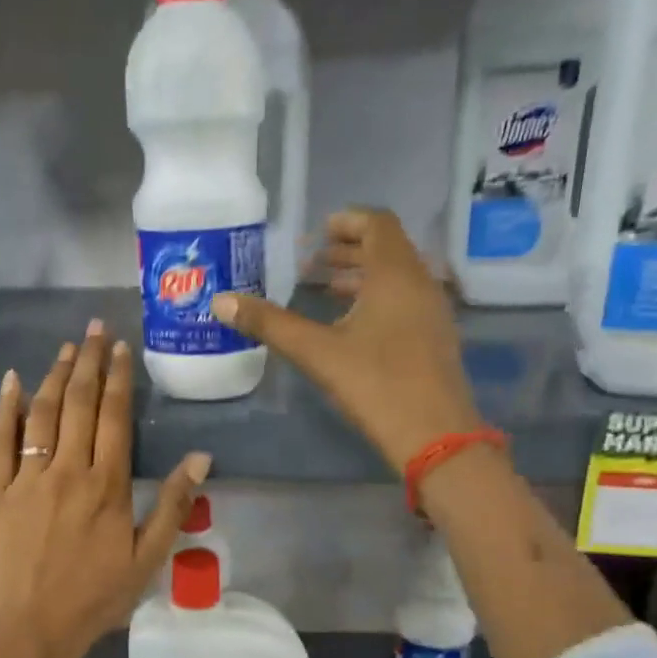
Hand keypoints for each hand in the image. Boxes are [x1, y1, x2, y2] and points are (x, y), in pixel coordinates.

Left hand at [0, 318, 210, 657]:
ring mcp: (27, 478)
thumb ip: (173, 505)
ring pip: (42, 414)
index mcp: (106, 485)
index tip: (121, 348)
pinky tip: (13, 381)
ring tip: (67, 348)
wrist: (32, 629)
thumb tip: (201, 457)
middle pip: (80, 404)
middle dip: (89, 362)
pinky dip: (6, 408)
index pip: (114, 417)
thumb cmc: (95, 597)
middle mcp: (66, 470)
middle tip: (96, 328)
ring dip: (56, 376)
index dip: (119, 379)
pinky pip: (0, 441)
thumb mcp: (148, 558)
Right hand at [209, 208, 479, 470]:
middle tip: (311, 263)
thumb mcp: (316, 352)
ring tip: (323, 291)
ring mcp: (432, 312)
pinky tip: (348, 326)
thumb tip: (221, 302)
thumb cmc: (375, 383)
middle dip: (348, 250)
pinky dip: (375, 299)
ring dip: (361, 276)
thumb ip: (269, 323)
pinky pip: (404, 301)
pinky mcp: (434, 339)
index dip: (348, 220)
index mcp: (395, 274)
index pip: (378, 223)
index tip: (317, 233)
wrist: (435, 436)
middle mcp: (420, 283)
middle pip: (387, 249)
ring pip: (396, 277)